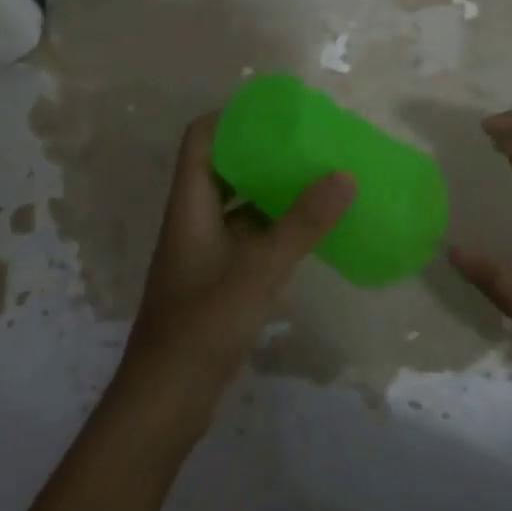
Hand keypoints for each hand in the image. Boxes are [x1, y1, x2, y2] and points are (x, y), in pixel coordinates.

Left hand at [118, 113, 354, 418]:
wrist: (166, 399)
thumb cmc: (203, 324)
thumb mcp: (258, 269)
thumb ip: (302, 224)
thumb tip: (344, 175)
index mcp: (190, 203)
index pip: (201, 139)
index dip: (230, 118)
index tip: (273, 111)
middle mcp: (194, 219)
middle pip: (223, 168)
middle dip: (261, 152)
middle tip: (305, 141)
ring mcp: (204, 251)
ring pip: (238, 204)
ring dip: (270, 190)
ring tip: (314, 177)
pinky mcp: (217, 279)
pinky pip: (247, 236)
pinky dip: (273, 226)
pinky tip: (307, 230)